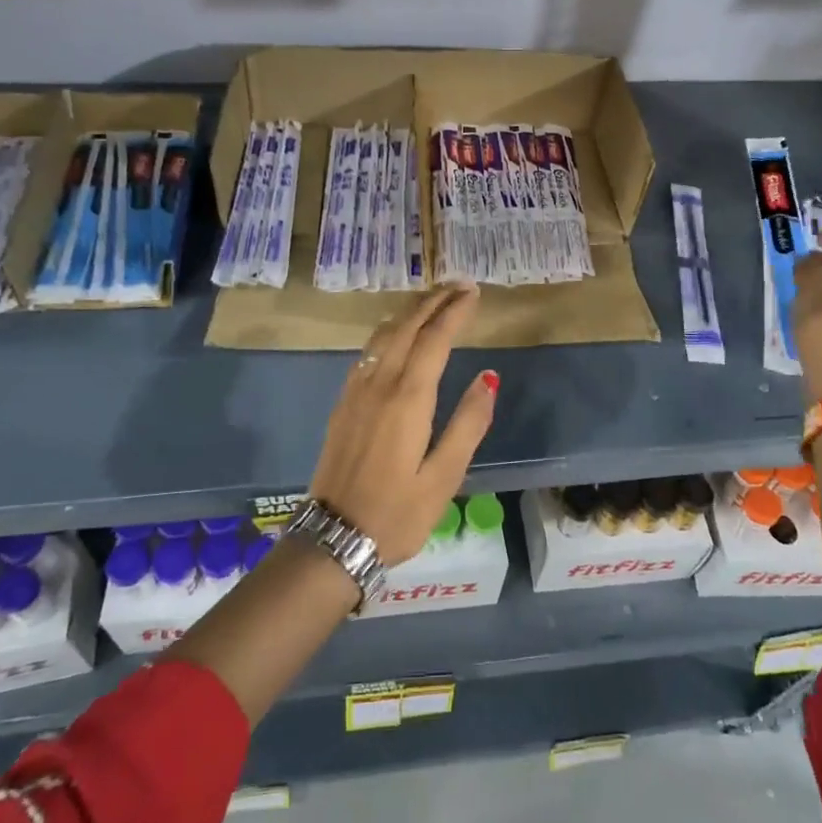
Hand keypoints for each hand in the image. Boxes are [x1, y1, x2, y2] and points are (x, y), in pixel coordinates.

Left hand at [310, 285, 498, 564]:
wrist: (333, 538)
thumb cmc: (397, 513)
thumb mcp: (444, 477)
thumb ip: (468, 423)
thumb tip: (488, 377)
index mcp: (408, 398)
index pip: (435, 338)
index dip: (454, 311)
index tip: (473, 292)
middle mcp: (379, 383)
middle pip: (406, 326)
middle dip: (432, 300)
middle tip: (457, 284)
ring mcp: (356, 391)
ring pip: (383, 334)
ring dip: (409, 311)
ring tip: (432, 301)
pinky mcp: (343, 402)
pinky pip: (369, 351)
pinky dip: (389, 331)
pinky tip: (397, 335)